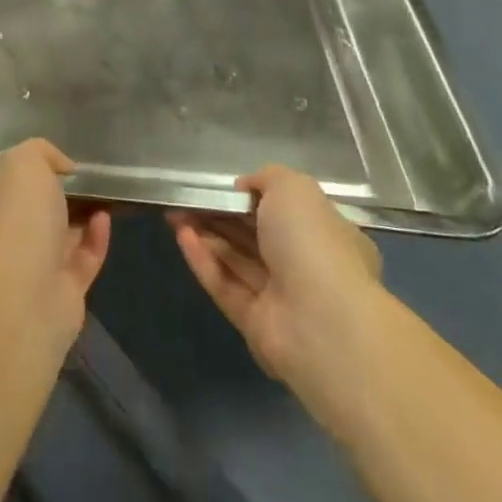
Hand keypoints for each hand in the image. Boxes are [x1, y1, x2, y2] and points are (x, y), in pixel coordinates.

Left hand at [0, 139, 110, 349]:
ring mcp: (24, 277)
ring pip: (55, 242)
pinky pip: (78, 264)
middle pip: (25, 217)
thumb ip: (39, 152)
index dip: (17, 176)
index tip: (47, 166)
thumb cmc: (12, 221)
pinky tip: (105, 219)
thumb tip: (61, 165)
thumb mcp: (21, 163)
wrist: (24, 298)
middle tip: (80, 181)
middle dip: (52, 200)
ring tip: (102, 195)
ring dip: (77, 218)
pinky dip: (92, 241)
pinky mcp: (57, 299)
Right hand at [172, 166, 383, 423]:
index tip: (223, 187)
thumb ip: (267, 178)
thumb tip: (244, 188)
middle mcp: (307, 267)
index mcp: (328, 235)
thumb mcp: (294, 188)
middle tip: (187, 198)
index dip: (252, 197)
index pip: (287, 212)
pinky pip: (225, 285)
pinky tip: (181, 236)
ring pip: (236, 260)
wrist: (322, 322)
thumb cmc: (313, 243)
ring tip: (174, 213)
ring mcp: (281, 298)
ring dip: (205, 234)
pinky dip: (203, 260)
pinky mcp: (255, 324)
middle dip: (220, 215)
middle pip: (255, 236)